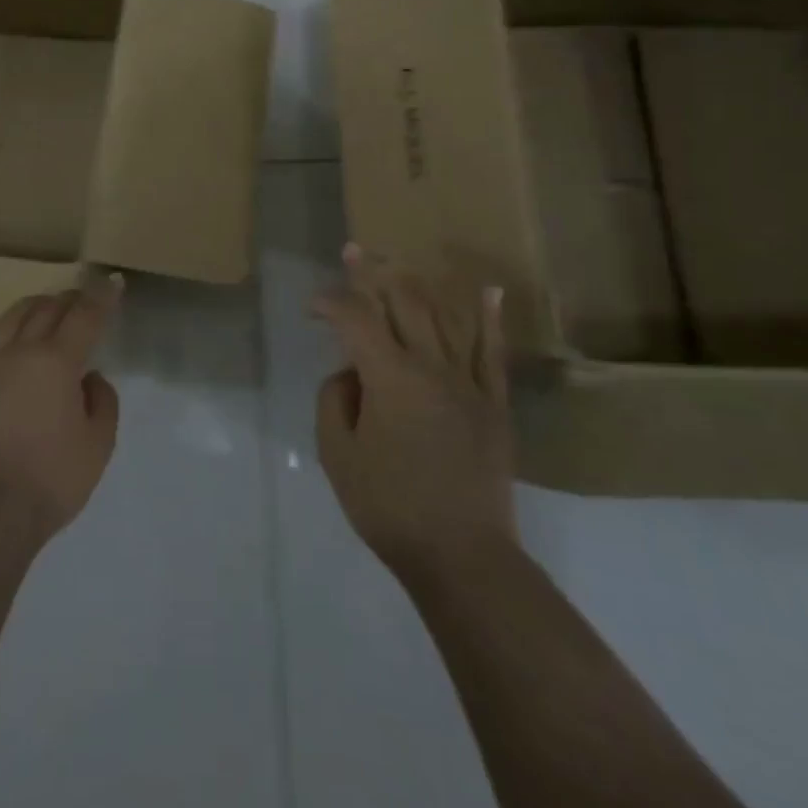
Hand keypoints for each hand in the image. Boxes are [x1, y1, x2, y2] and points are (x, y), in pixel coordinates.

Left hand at [0, 274, 122, 542]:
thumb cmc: (52, 479)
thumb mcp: (99, 444)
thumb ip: (102, 401)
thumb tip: (88, 377)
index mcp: (58, 361)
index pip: (85, 315)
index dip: (102, 295)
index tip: (112, 281)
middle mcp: (21, 352)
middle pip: (47, 309)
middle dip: (70, 299)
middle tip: (83, 300)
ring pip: (11, 318)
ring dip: (34, 307)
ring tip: (46, 309)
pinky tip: (0, 334)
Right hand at [312, 244, 516, 578]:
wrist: (462, 556)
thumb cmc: (390, 508)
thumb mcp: (338, 456)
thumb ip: (334, 401)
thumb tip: (350, 375)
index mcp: (390, 378)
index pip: (355, 320)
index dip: (330, 303)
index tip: (312, 308)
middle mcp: (431, 366)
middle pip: (402, 302)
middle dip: (373, 272)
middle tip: (354, 251)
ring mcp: (468, 382)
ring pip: (444, 315)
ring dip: (419, 283)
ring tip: (399, 262)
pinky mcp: (494, 402)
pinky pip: (492, 351)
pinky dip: (489, 318)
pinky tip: (488, 291)